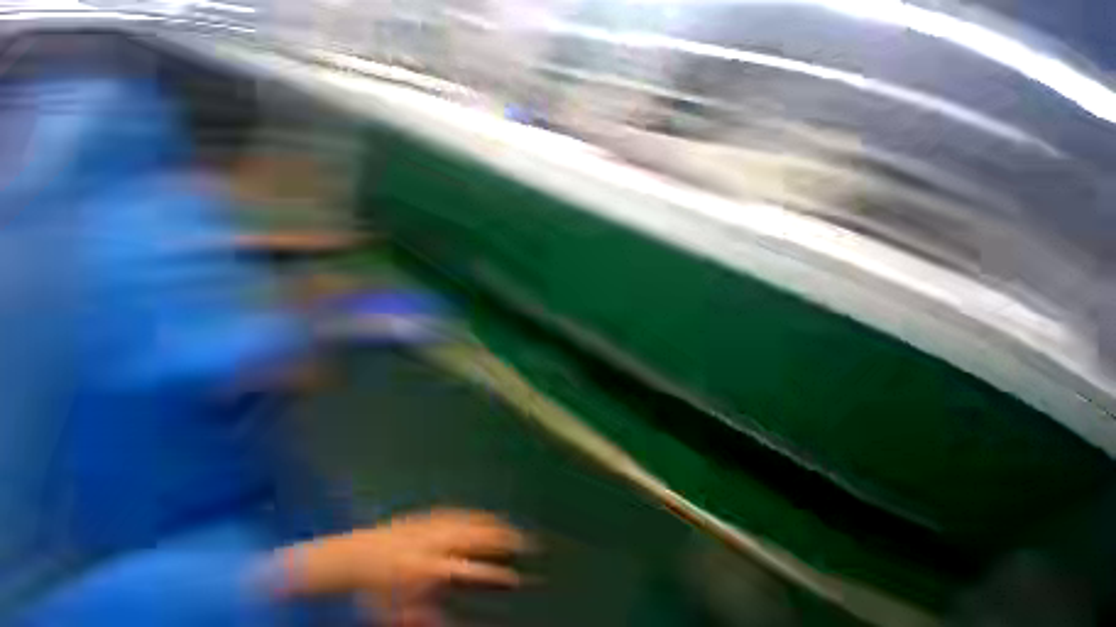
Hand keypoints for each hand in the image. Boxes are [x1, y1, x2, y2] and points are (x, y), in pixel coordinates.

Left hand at [274, 509, 528, 625]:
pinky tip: (486, 517)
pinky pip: (458, 513)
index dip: (495, 573)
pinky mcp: (427, 515)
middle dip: (503, 540)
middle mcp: (434, 542)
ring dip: (494, 525)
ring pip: (470, 521)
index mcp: (427, 569)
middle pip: (476, 538)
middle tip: (525, 542)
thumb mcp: (393, 614)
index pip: (470, 570)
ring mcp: (431, 525)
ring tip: (514, 528)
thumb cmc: (372, 593)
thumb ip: (425, 618)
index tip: (516, 576)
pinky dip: (476, 516)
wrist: (352, 557)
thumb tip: (453, 622)